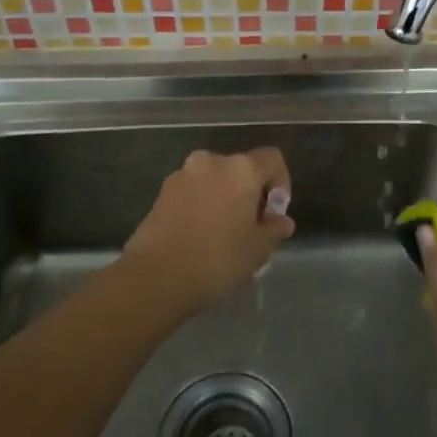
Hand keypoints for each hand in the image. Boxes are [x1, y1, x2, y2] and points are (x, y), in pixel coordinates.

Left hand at [122, 147, 294, 313]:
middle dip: (250, 193)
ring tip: (223, 234)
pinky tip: (199, 236)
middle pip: (241, 169)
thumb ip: (274, 229)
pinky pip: (192, 192)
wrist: (155, 276)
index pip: (272, 160)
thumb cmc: (217, 258)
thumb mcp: (258, 249)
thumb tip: (281, 221)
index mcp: (241, 169)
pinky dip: (201, 206)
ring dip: (224, 198)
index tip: (274, 214)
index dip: (281, 183)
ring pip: (214, 180)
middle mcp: (212, 162)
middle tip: (251, 227)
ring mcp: (182, 175)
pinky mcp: (161, 193)